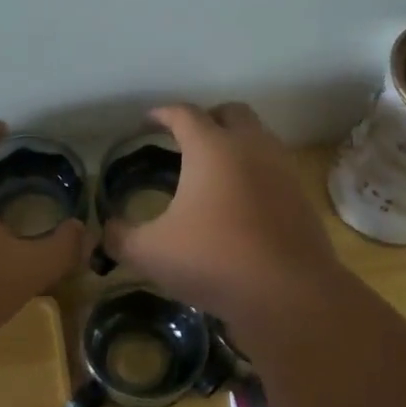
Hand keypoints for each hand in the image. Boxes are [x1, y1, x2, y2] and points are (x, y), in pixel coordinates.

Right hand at [103, 103, 346, 330]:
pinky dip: (254, 173)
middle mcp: (251, 147)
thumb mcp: (150, 253)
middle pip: (230, 113)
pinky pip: (273, 170)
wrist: (287, 292)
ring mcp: (281, 170)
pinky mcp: (300, 197)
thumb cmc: (212, 260)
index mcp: (211, 148)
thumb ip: (120, 237)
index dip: (162, 114)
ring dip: (235, 144)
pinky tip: (238, 204)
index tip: (148, 121)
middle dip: (207, 119)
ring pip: (258, 138)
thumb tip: (105, 231)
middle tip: (185, 140)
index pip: (184, 114)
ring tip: (212, 172)